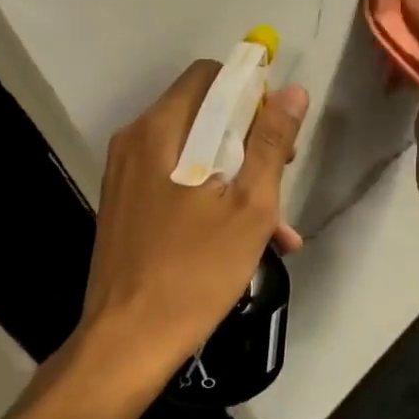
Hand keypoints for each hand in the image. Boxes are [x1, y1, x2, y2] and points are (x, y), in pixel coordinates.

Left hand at [80, 61, 307, 383]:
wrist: (127, 342)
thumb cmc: (195, 271)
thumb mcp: (250, 206)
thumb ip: (271, 142)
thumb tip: (292, 91)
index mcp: (161, 130)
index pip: (210, 76)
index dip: (251, 93)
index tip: (278, 132)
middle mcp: (136, 142)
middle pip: (203, 114)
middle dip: (250, 139)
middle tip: (283, 175)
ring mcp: (126, 176)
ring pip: (194, 153)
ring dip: (238, 175)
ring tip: (278, 223)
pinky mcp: (126, 207)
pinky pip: (176, 183)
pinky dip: (212, 197)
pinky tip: (247, 241)